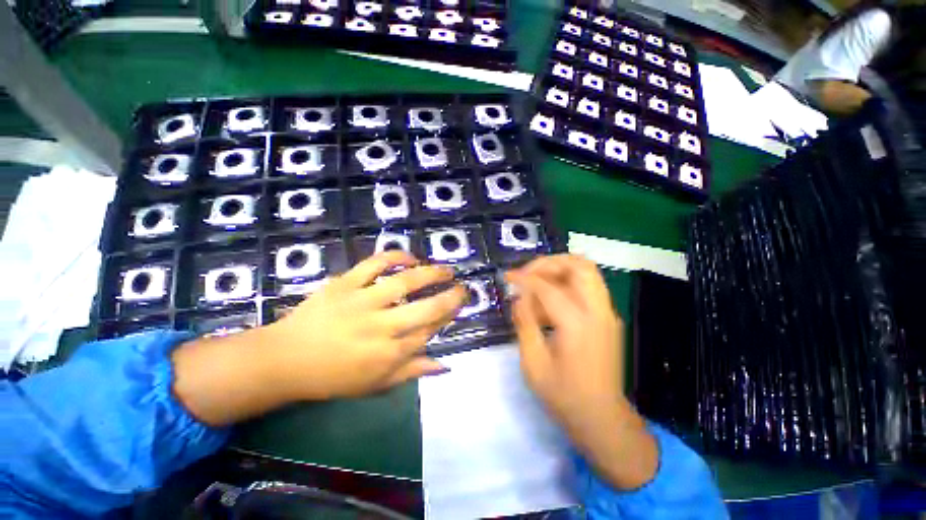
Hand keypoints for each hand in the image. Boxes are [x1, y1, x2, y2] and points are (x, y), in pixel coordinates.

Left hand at [173, 251, 465, 425]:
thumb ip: (412, 372)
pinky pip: (374, 264)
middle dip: (451, 297)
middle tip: (463, 288)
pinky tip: (410, 257)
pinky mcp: (345, 283)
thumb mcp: (375, 384)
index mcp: (389, 354)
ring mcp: (363, 301)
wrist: (285, 360)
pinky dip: (395, 256)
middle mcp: (382, 326)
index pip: (430, 331)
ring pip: (406, 282)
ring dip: (432, 273)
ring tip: (447, 269)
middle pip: (427, 308)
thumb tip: (445, 366)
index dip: (447, 317)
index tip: (457, 307)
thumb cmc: (333, 377)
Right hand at [507, 254, 657, 489]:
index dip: (524, 278)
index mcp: (578, 324)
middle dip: (549, 262)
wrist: (603, 420)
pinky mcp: (607, 318)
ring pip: (587, 271)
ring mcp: (607, 313)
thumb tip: (519, 297)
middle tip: (527, 272)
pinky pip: (587, 286)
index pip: (548, 287)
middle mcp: (598, 312)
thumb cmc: (564, 397)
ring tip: (535, 281)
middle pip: (579, 265)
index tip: (507, 276)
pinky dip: (566, 283)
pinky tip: (548, 300)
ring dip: (559, 269)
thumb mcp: (533, 364)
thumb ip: (524, 324)